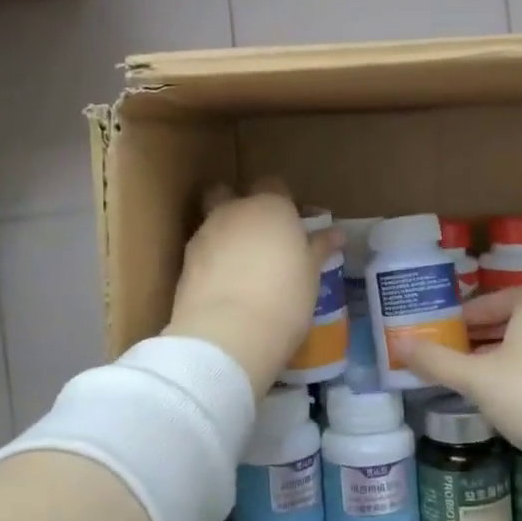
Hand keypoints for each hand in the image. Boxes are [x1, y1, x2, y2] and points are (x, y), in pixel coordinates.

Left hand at [164, 179, 340, 393]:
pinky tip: (224, 287)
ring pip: (213, 221)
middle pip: (229, 193)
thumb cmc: (284, 298)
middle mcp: (234, 211)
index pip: (275, 186)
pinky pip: (202, 250)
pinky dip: (211, 261)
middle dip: (239, 207)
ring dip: (225, 236)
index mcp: (271, 206)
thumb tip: (336, 234)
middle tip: (259, 237)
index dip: (282, 203)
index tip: (292, 226)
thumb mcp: (311, 275)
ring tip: (241, 269)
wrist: (228, 334)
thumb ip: (319, 248)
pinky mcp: (185, 262)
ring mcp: (205, 233)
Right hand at [407, 290, 521, 470]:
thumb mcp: (475, 379)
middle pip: (511, 323)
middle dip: (479, 336)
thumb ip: (436, 361)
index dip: (471, 309)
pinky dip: (516, 379)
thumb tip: (399, 345)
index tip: (448, 327)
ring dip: (497, 359)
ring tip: (468, 378)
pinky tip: (500, 403)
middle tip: (450, 352)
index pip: (499, 297)